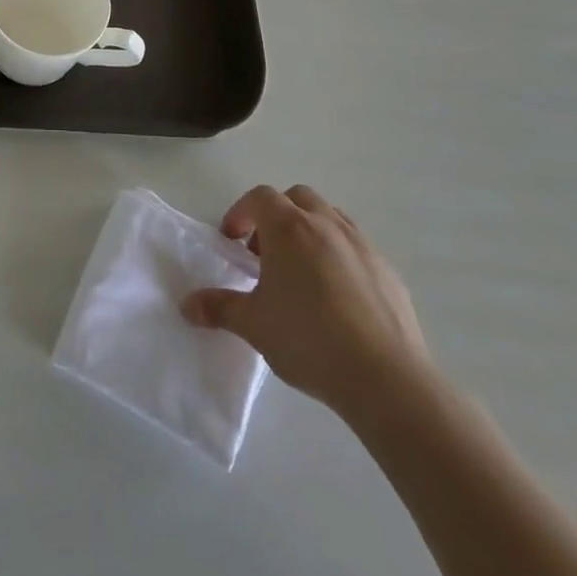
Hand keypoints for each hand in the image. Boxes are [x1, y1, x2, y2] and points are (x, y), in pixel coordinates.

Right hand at [182, 184, 429, 420]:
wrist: (386, 379)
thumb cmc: (308, 339)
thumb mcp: (253, 325)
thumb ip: (219, 308)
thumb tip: (187, 306)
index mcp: (289, 228)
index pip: (260, 197)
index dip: (241, 213)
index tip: (232, 241)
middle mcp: (326, 225)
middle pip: (297, 198)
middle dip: (277, 216)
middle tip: (265, 254)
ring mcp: (363, 246)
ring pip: (330, 219)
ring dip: (309, 233)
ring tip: (300, 274)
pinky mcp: (389, 272)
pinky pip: (356, 249)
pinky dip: (339, 258)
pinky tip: (336, 300)